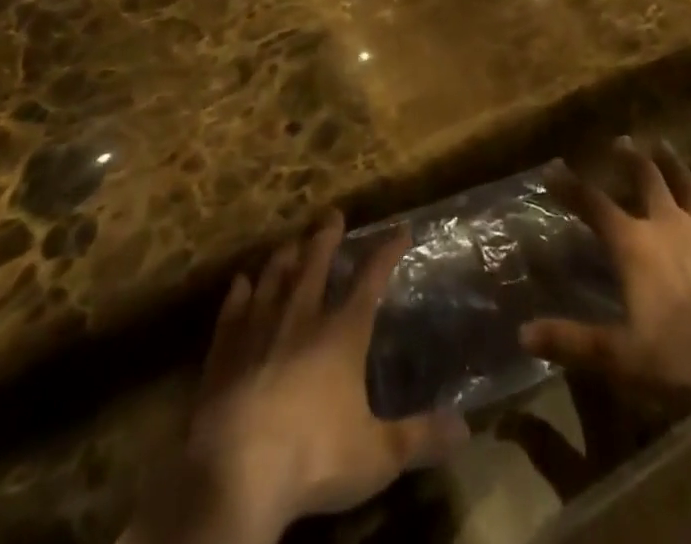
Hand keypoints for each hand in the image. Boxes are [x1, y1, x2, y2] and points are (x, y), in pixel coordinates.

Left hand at [128, 215, 468, 543]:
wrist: (235, 475)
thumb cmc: (313, 459)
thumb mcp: (377, 456)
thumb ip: (420, 437)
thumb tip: (466, 429)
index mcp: (341, 333)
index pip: (370, 279)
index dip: (387, 251)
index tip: (400, 229)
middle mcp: (301, 317)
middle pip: (316, 264)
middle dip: (327, 237)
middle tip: (332, 214)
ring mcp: (259, 328)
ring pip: (274, 277)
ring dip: (285, 256)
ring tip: (291, 241)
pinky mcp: (224, 349)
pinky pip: (233, 308)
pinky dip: (239, 291)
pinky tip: (241, 280)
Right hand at [520, 138, 690, 413]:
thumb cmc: (683, 355)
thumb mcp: (621, 355)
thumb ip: (573, 341)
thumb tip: (523, 335)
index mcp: (635, 244)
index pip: (594, 205)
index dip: (571, 187)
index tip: (554, 167)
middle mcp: (669, 225)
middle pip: (647, 179)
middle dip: (631, 159)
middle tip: (622, 140)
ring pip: (690, 188)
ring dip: (677, 166)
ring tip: (666, 147)